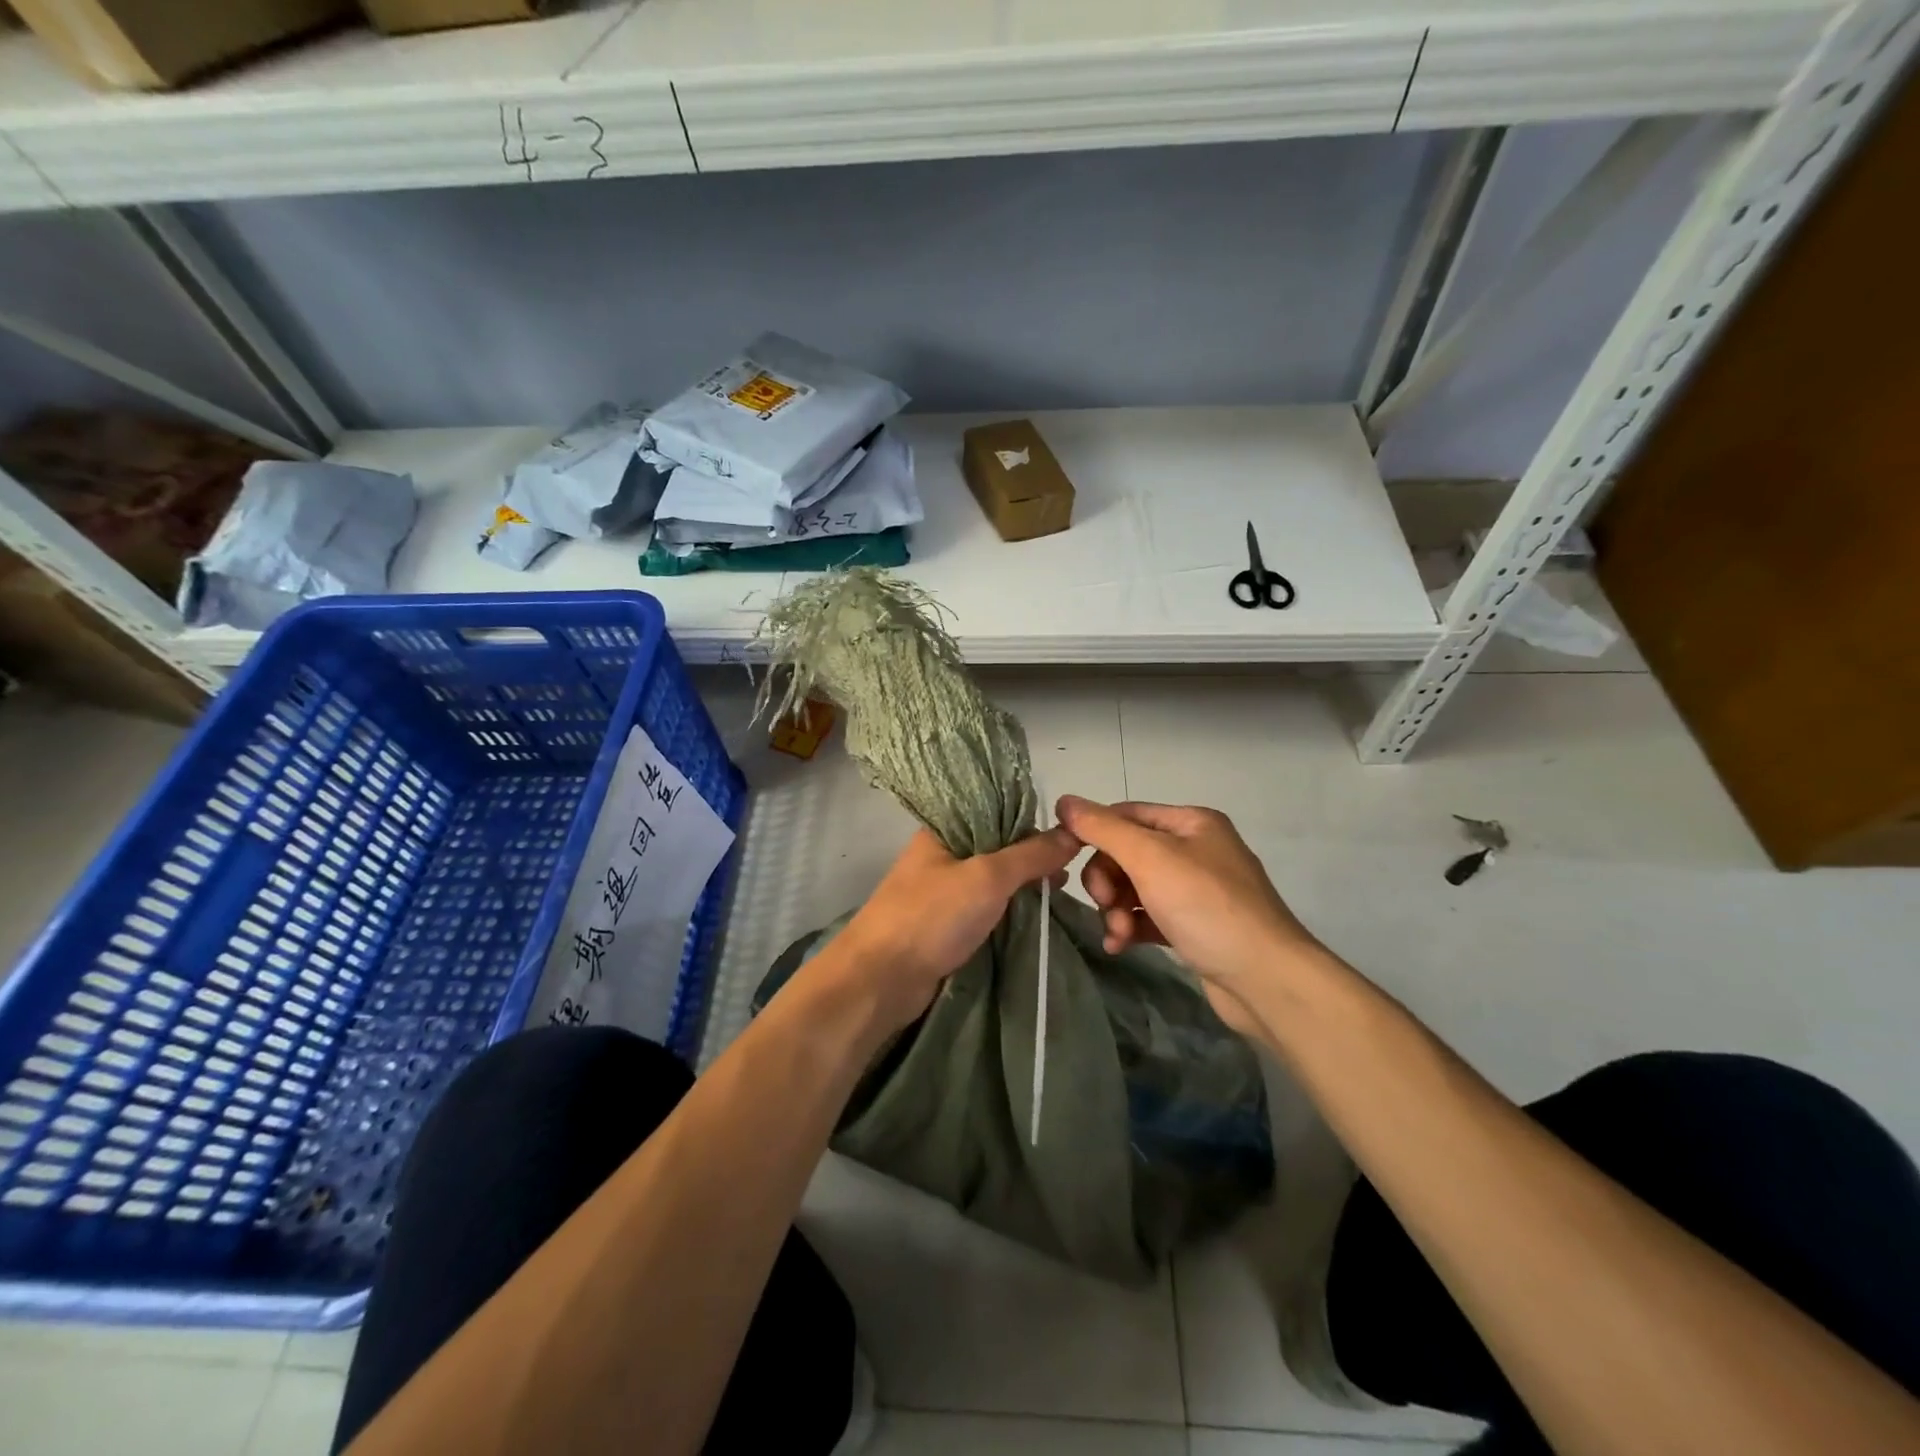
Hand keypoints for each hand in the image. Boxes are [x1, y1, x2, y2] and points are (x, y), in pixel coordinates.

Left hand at [826, 826, 1079, 1030]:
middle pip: (996, 849)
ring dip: (1022, 888)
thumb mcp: (988, 877)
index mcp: (942, 831)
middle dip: (1031, 859)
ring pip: (992, 883)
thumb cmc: (932, 916)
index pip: (995, 813)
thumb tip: (1073, 835)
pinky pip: (985, 910)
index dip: (1030, 822)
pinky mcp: (944, 926)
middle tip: (1071, 871)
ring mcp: (941, 893)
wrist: (881, 979)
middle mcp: (941, 856)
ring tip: (1060, 893)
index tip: (1068, 836)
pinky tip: (1037, 917)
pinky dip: (1009, 912)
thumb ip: (1030, 855)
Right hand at [1053, 796, 1325, 1036]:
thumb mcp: (1150, 858)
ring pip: (1135, 888)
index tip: (1066, 858)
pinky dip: (1131, 927)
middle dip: (1108, 880)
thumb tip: (1064, 800)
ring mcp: (1196, 890)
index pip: (1126, 815)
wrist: (1266, 980)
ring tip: (1117, 933)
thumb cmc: (1207, 907)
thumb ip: (1103, 828)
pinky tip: (1120, 945)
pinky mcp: (1194, 926)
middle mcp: (1195, 850)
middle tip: (1105, 904)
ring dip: (1117, 908)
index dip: (1093, 833)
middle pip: (1128, 853)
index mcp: (1191, 822)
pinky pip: (1149, 916)